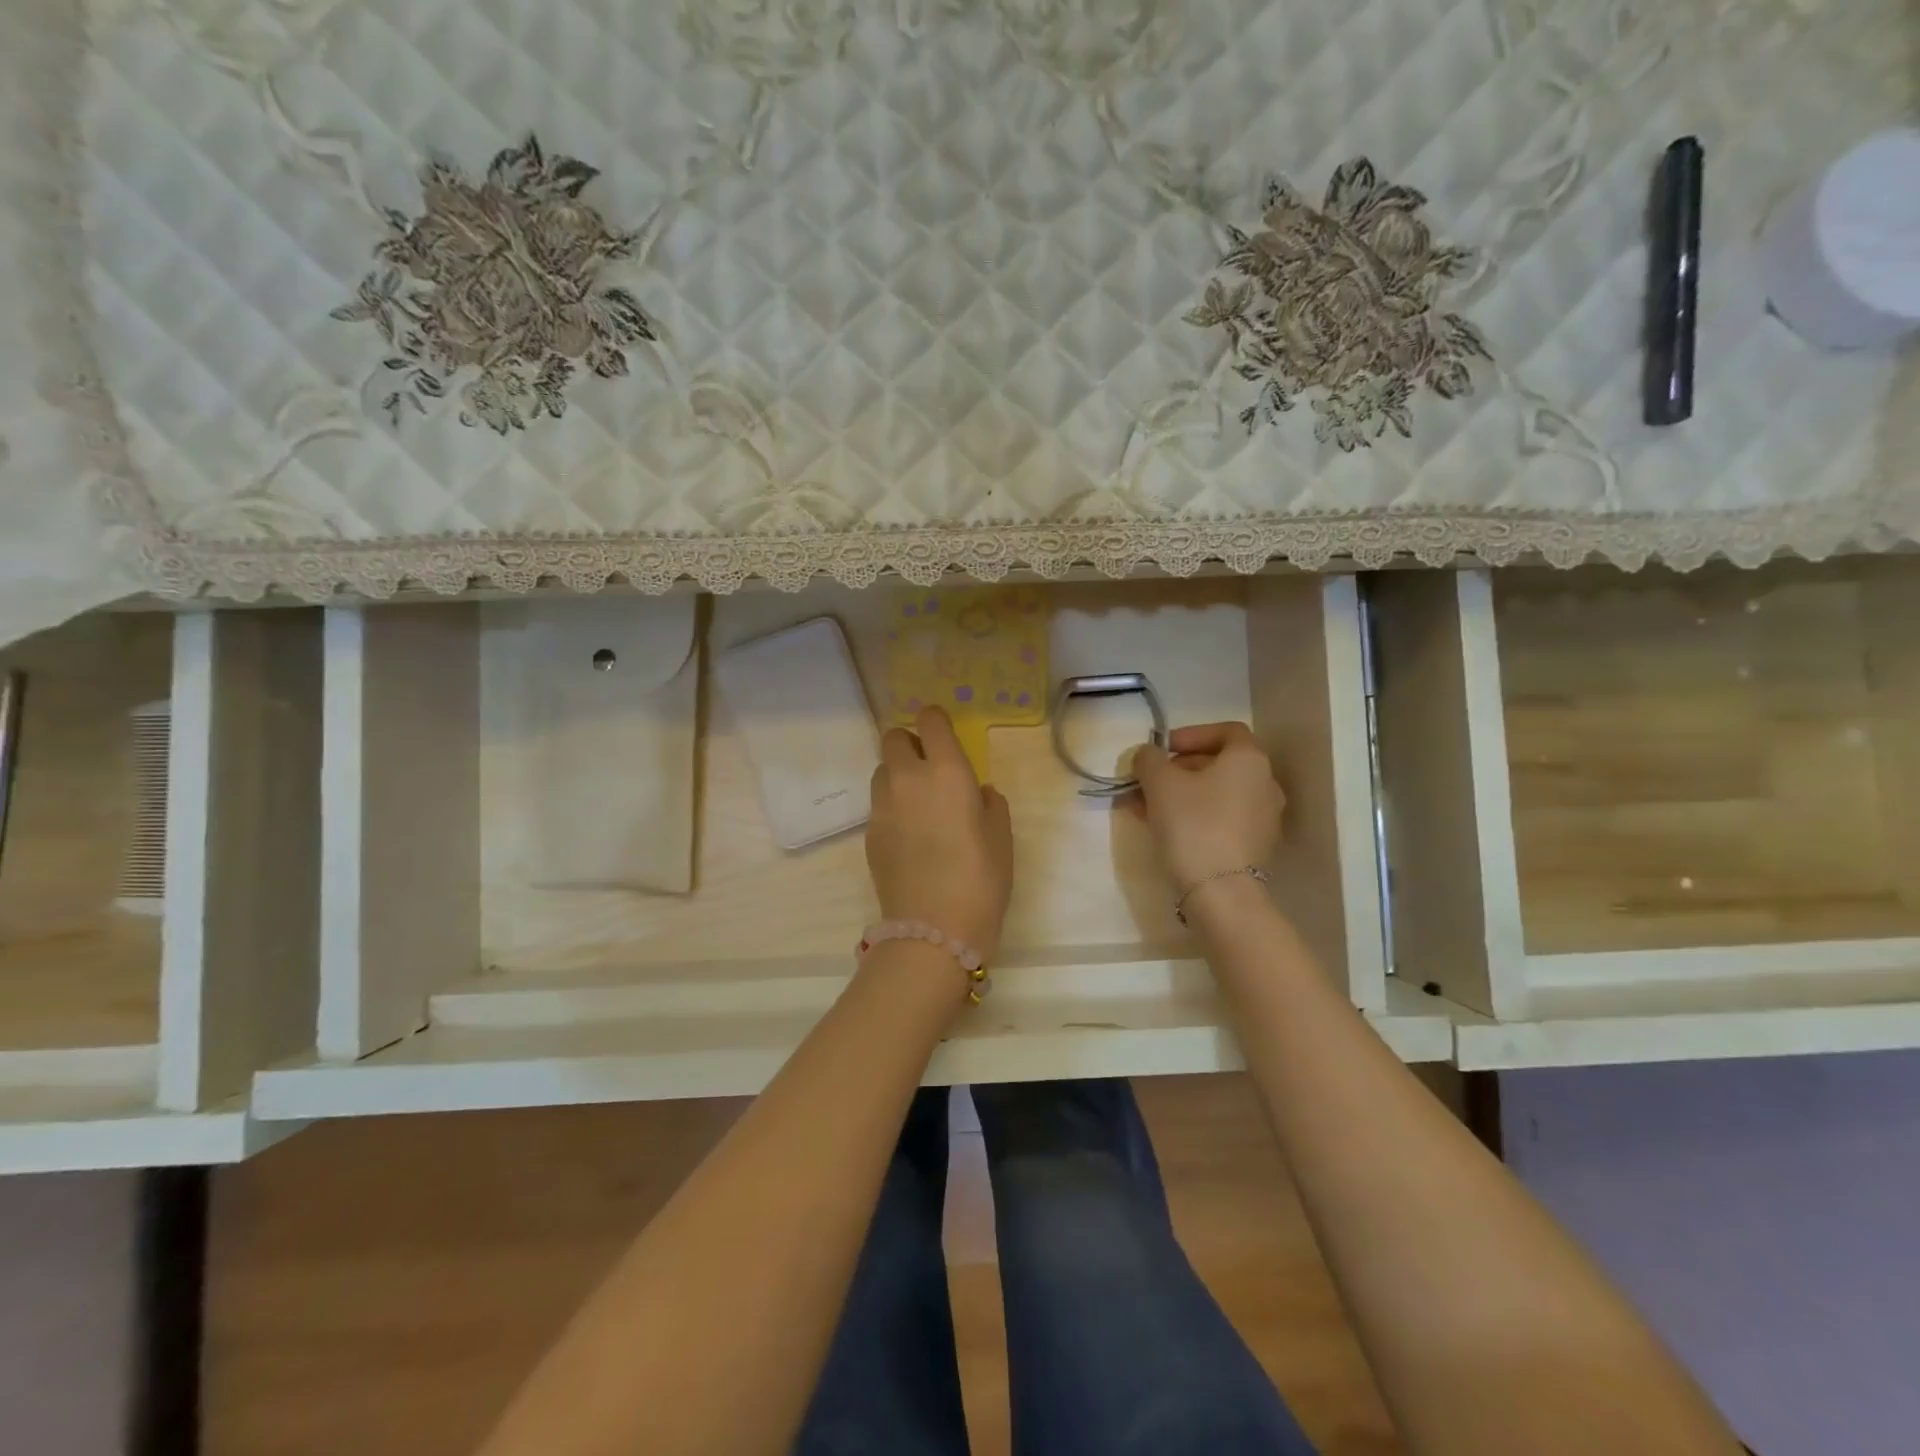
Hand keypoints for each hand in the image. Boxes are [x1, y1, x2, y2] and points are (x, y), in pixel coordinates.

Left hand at [866, 707, 1014, 962]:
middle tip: (929, 767)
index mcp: (946, 771)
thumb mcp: (1001, 837)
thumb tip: (977, 793)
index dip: (935, 720)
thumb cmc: (981, 879)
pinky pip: (878, 805)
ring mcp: (882, 806)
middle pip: (893, 738)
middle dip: (910, 743)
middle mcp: (907, 779)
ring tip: (918, 804)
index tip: (944, 733)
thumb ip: (990, 804)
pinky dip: (891, 808)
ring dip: (897, 775)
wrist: (934, 929)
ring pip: (882, 771)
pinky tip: (909, 837)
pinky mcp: (868, 834)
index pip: (929, 720)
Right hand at [1131, 722, 1284, 892]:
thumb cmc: (1192, 824)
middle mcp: (1265, 784)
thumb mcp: (1159, 782)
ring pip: (1216, 794)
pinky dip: (1195, 816)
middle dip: (1178, 769)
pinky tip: (1165, 830)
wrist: (1220, 891)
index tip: (1163, 750)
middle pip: (1219, 764)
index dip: (1191, 735)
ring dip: (1182, 794)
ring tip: (1146, 808)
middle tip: (1147, 781)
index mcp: (1249, 760)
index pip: (1226, 731)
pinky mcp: (1255, 847)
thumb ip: (1149, 759)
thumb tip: (1148, 755)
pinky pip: (1222, 819)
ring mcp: (1264, 818)